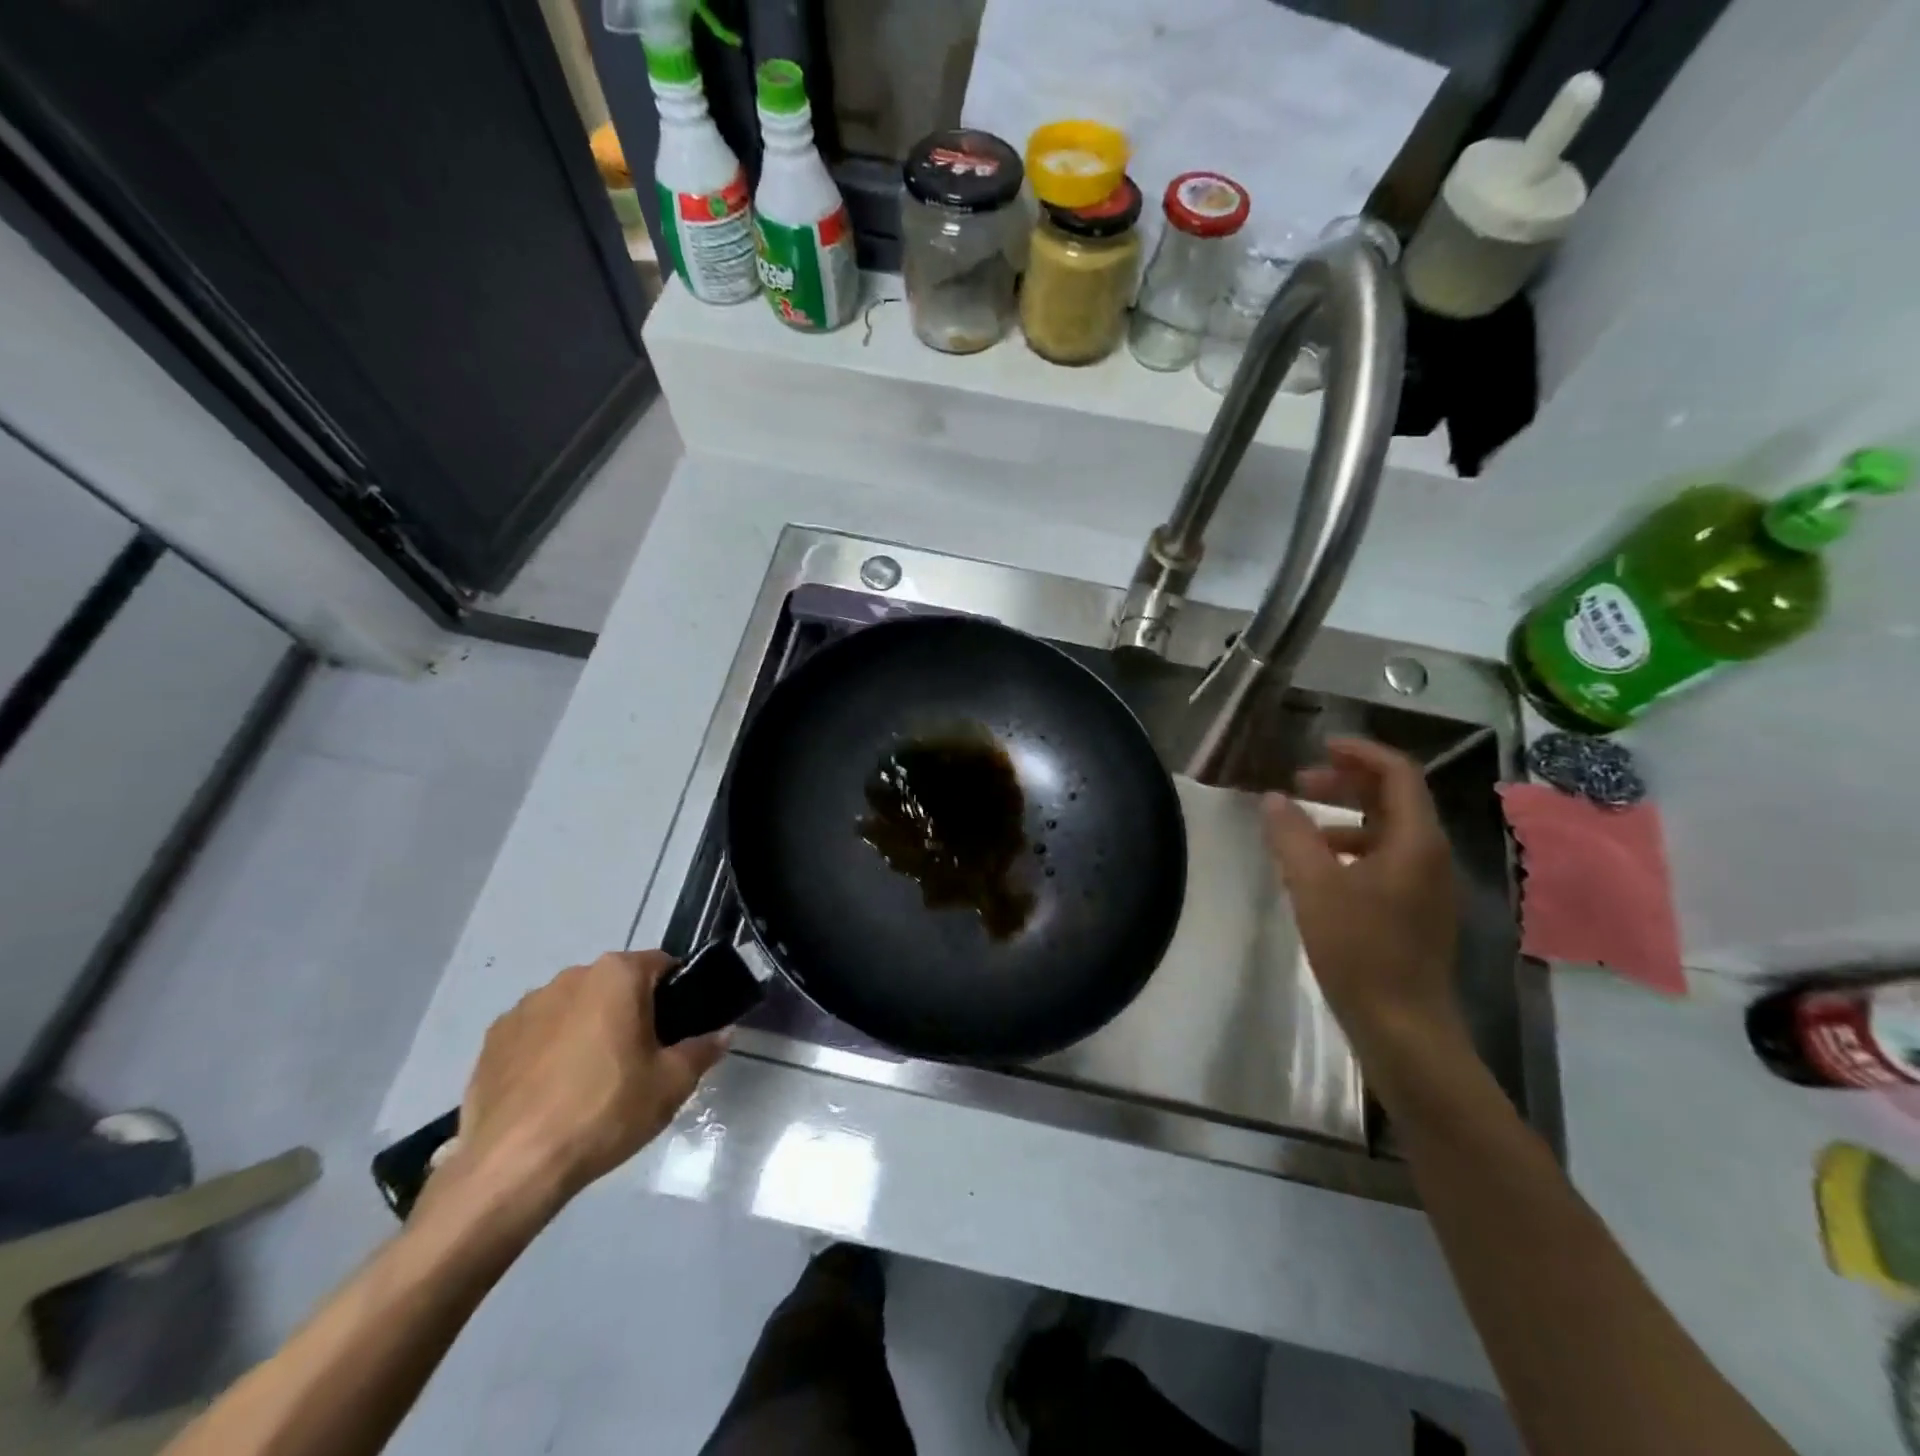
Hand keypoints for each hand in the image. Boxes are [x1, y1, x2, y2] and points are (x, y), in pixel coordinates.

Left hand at [452, 952, 727, 1210]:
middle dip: (630, 1011)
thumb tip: (723, 1033)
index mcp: (617, 975)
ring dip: (587, 1028)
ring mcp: (526, 1006)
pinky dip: (548, 1051)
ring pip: (574, 1008)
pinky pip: (536, 1034)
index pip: (662, 965)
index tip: (678, 1029)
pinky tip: (552, 1092)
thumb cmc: (605, 1111)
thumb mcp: (672, 1084)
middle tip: (640, 1058)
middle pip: (615, 985)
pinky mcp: (492, 1040)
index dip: (677, 993)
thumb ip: (703, 1050)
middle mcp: (571, 977)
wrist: (513, 1167)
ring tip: (591, 1080)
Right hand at [1262, 738, 1465, 1061]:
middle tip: (1300, 784)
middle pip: (1394, 799)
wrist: (1403, 1028)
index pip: (1398, 774)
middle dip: (1347, 783)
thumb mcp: (1314, 887)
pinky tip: (1318, 872)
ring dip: (1346, 818)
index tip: (1320, 747)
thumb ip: (1292, 836)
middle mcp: (1430, 857)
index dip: (1360, 753)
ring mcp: (1427, 887)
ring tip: (1300, 829)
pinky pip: (1386, 861)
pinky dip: (1352, 850)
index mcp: (1416, 842)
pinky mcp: (1416, 912)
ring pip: (1388, 832)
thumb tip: (1274, 799)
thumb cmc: (1360, 950)